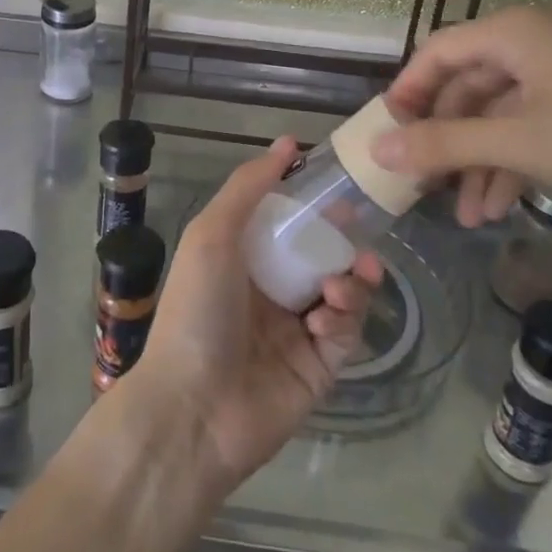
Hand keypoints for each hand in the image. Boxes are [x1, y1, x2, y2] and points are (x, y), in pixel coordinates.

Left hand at [129, 137, 382, 499]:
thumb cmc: (198, 309)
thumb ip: (248, 187)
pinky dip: (344, 319)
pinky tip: (326, 319)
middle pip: (319, 254)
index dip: (312, 204)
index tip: (338, 186)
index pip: (285, 221)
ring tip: (347, 280)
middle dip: (342, 242)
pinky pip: (346, 334)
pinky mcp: (318, 368)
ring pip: (341, 291)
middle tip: (358, 235)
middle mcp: (269, 290)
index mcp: (241, 258)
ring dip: (350, 280)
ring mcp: (295, 330)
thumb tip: (286, 143)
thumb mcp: (213, 234)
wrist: (194, 408)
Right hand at [372, 6, 551, 225]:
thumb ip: (445, 144)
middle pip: (467, 87)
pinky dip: (514, 160)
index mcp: (509, 34)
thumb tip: (378, 148)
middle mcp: (530, 42)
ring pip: (500, 113)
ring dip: (480, 162)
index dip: (407, 92)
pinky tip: (505, 204)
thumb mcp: (518, 142)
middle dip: (447, 142)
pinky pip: (533, 123)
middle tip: (426, 184)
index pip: (436, 53)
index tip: (389, 134)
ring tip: (469, 216)